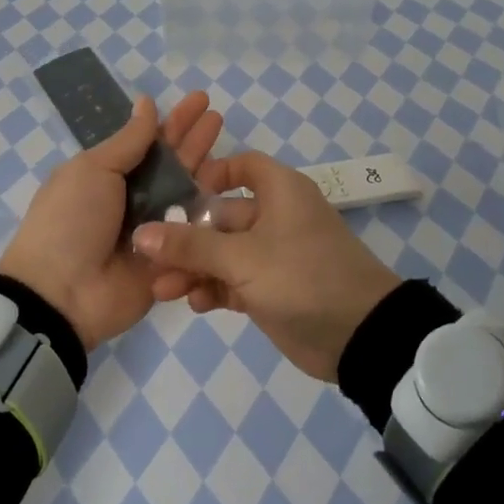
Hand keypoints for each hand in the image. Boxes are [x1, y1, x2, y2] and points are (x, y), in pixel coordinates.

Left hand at [0, 92, 223, 350]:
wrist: (63, 293)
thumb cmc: (71, 221)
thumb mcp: (93, 170)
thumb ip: (128, 141)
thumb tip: (145, 103)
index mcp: (110, 176)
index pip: (150, 142)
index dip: (175, 121)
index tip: (200, 100)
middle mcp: (135, 199)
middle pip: (173, 164)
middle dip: (195, 140)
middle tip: (219, 116)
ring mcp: (155, 230)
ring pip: (189, 195)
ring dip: (209, 171)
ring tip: (232, 148)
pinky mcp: (171, 260)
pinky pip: (196, 233)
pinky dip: (212, 214)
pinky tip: (234, 191)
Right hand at [132, 151, 400, 381]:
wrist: (361, 336)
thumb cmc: (303, 276)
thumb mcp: (243, 258)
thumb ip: (190, 246)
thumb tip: (141, 233)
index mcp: (280, 192)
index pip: (242, 167)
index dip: (211, 175)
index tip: (177, 195)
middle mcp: (276, 216)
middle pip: (221, 216)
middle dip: (186, 238)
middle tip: (150, 259)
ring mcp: (274, 255)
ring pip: (223, 253)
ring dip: (194, 268)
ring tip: (162, 290)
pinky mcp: (272, 289)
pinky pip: (234, 281)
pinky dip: (214, 289)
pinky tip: (195, 304)